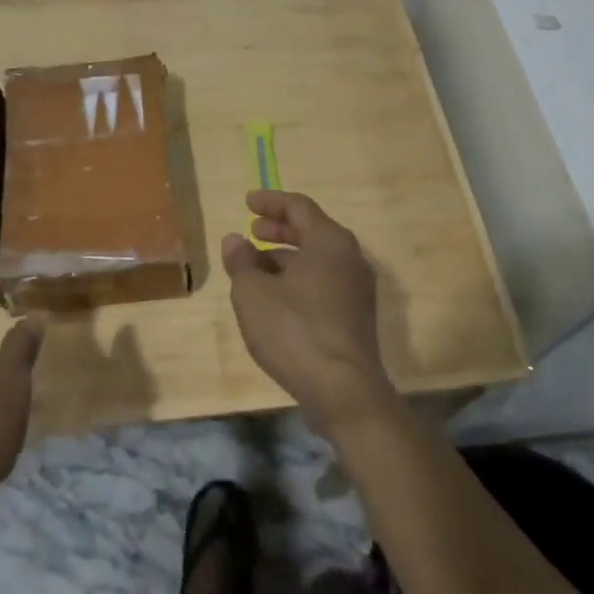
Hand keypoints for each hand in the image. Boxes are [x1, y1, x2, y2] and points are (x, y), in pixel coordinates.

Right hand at [221, 190, 395, 437]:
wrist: (344, 391)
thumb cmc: (295, 330)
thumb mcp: (253, 293)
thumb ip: (242, 261)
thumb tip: (235, 240)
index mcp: (329, 241)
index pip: (298, 207)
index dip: (270, 202)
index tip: (247, 202)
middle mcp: (350, 257)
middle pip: (312, 231)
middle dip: (279, 229)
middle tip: (253, 231)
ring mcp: (357, 288)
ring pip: (318, 259)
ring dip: (287, 256)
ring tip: (256, 266)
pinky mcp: (357, 316)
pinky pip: (325, 282)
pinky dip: (300, 278)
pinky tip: (277, 296)